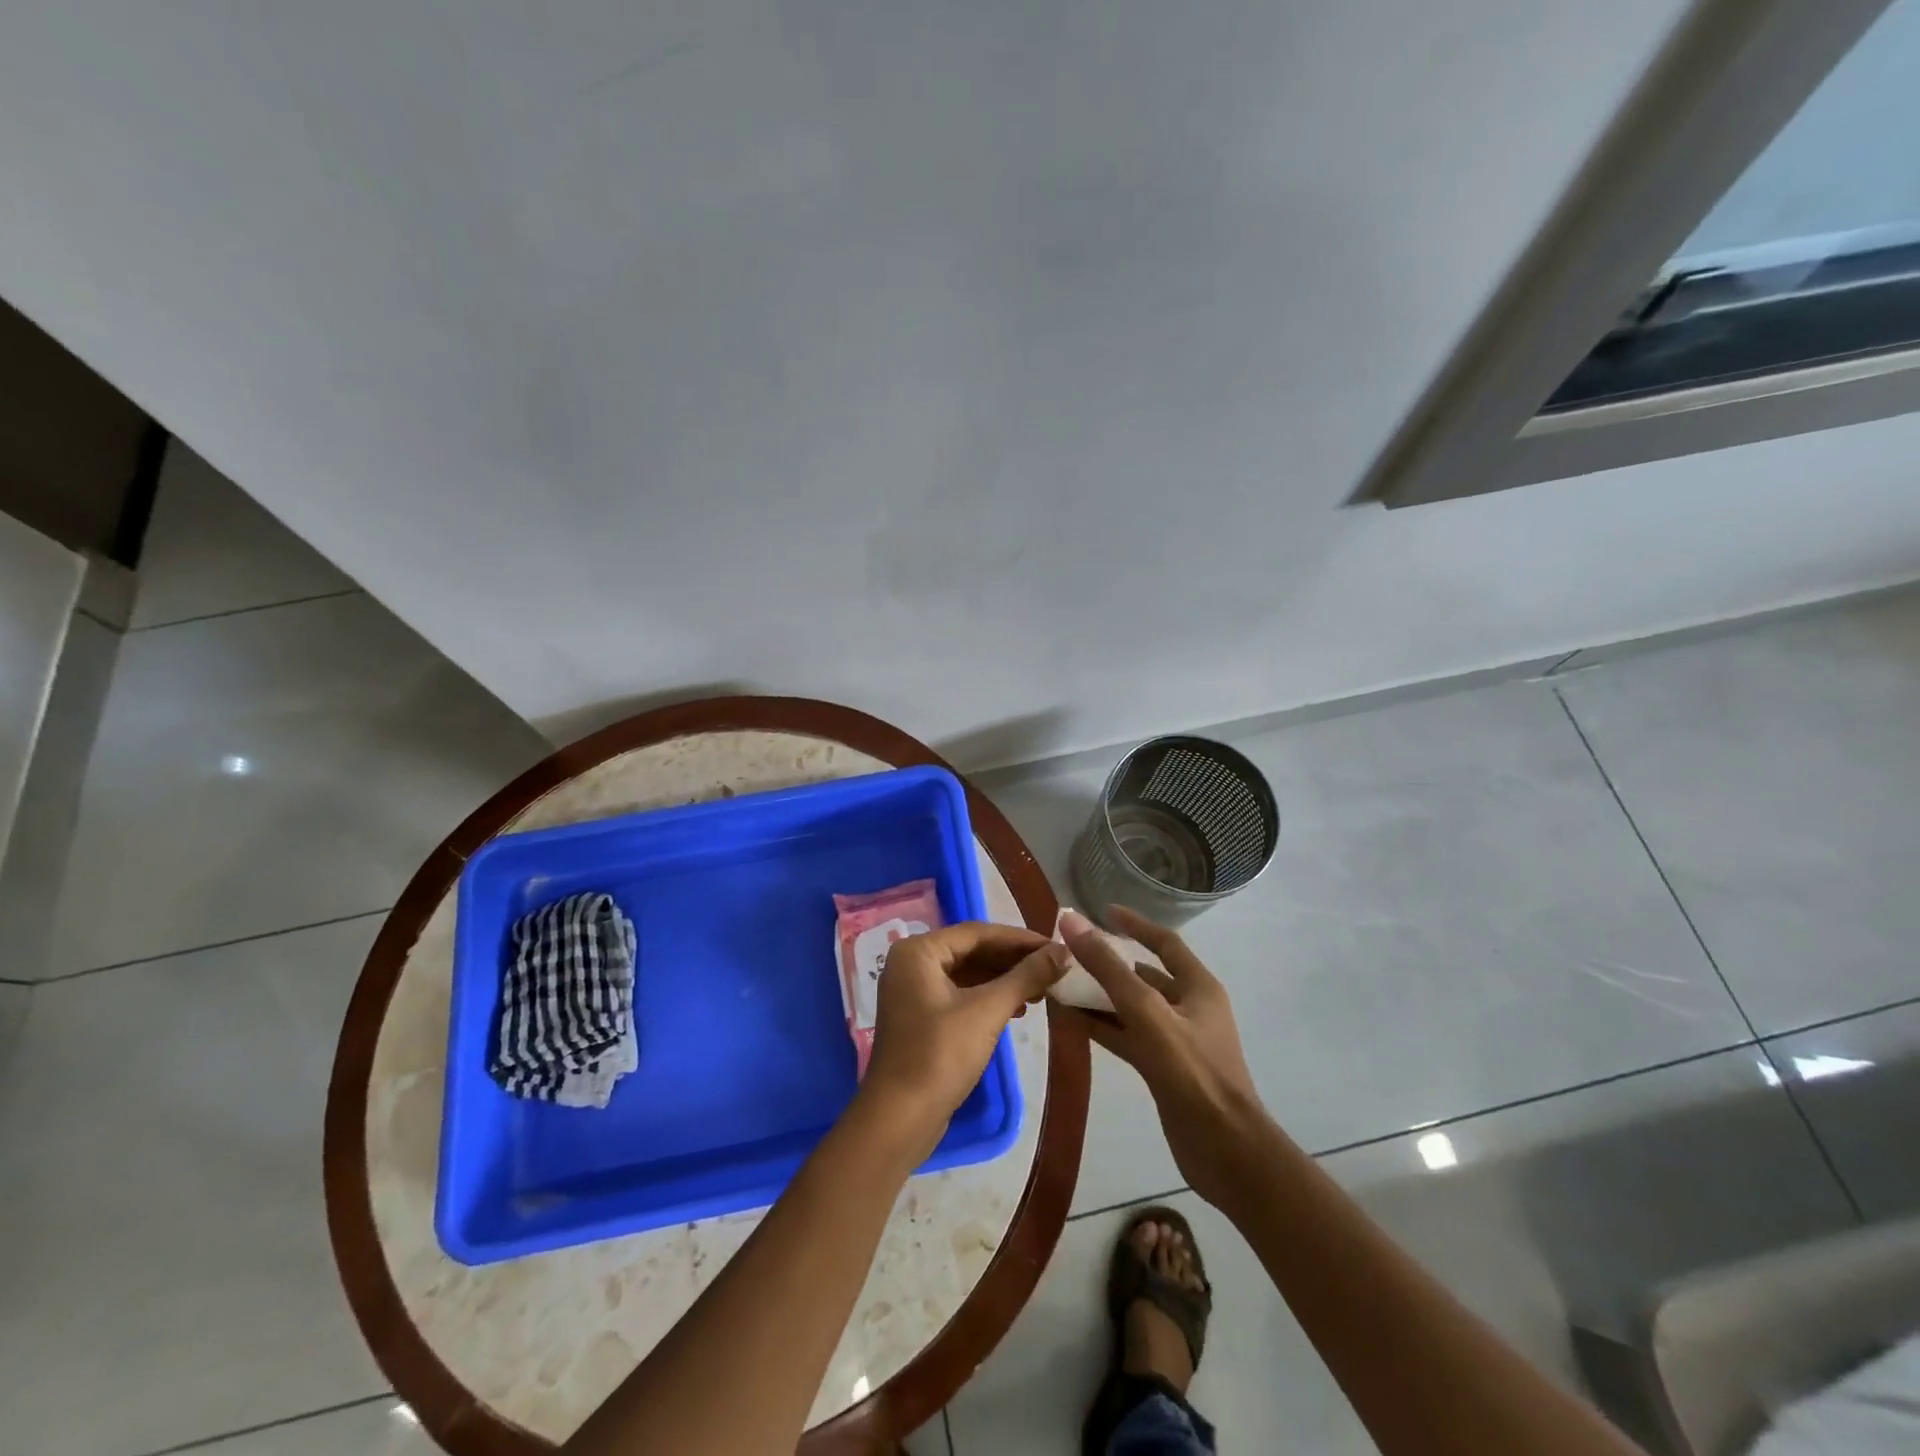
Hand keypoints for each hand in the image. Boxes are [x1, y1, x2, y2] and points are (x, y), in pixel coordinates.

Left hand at [859, 922, 1066, 1156]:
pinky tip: (1016, 1009)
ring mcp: (913, 991)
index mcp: (919, 951)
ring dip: (1003, 980)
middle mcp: (912, 963)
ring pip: (967, 974)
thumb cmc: (940, 1055)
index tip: (1056, 947)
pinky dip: (987, 998)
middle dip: (1013, 960)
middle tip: (1053, 969)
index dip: (1020, 939)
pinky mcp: (920, 1017)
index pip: (977, 933)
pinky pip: (959, 994)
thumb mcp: (988, 1010)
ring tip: (1041, 990)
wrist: (900, 1119)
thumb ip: (1026, 976)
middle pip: (972, 951)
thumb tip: (1064, 952)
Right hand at [1061, 907, 1274, 1210]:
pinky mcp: (1163, 1069)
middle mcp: (1189, 1007)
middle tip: (1068, 955)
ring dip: (1100, 997)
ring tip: (1061, 985)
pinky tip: (1073, 1022)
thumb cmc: (1192, 1072)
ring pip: (1132, 1008)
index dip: (1134, 924)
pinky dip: (1103, 1027)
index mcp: (1198, 986)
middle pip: (1143, 975)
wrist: (1226, 1151)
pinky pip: (1128, 1036)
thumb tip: (1071, 921)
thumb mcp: (1147, 1012)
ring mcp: (1176, 1041)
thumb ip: (1108, 968)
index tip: (1101, 912)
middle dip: (1107, 964)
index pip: (1164, 942)